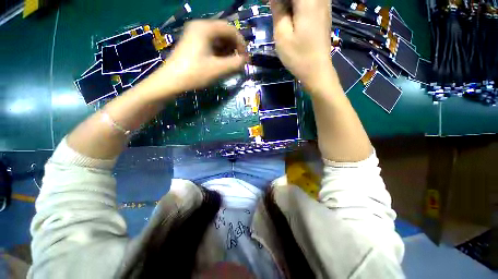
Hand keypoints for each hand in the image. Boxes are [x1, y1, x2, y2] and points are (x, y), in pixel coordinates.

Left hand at [139, 20, 247, 99]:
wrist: (171, 81)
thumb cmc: (195, 73)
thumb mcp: (219, 69)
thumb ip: (236, 63)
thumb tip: (245, 60)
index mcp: (206, 28)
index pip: (231, 29)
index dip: (241, 43)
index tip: (245, 58)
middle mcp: (200, 26)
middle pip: (224, 32)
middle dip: (234, 47)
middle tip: (238, 62)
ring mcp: (195, 34)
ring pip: (218, 39)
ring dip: (227, 50)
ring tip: (230, 64)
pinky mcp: (193, 43)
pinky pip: (211, 44)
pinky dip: (219, 52)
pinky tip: (221, 62)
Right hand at [270, 0, 333, 91]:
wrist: (317, 70)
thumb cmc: (298, 56)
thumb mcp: (282, 35)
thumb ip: (277, 10)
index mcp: (307, 0)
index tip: (267, 4)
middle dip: (282, 2)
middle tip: (273, 10)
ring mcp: (324, 3)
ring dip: (289, 4)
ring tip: (280, 14)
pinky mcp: (324, 12)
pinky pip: (309, 2)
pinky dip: (297, 6)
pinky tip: (290, 15)